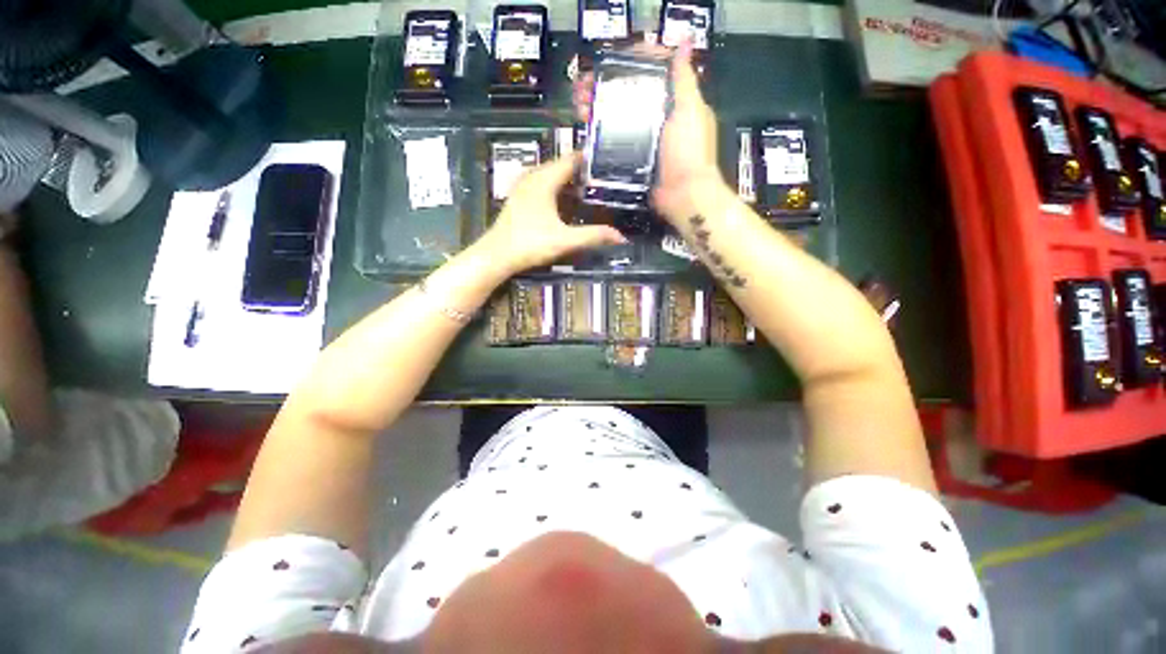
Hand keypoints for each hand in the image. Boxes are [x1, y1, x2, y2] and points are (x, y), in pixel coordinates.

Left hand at [478, 156, 625, 274]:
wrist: (497, 256)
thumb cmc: (530, 244)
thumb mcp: (565, 240)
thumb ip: (593, 236)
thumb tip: (620, 237)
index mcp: (544, 180)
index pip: (571, 159)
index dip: (590, 160)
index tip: (609, 165)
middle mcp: (533, 177)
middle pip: (561, 166)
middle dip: (582, 172)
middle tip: (604, 181)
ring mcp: (523, 187)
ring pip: (550, 176)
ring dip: (568, 181)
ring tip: (589, 190)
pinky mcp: (519, 198)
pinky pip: (542, 185)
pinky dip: (556, 189)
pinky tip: (565, 203)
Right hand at [572, 42, 722, 224]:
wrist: (681, 195)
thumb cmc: (689, 152)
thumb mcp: (690, 111)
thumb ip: (684, 80)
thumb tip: (684, 43)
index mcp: (673, 103)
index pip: (650, 75)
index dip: (630, 64)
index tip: (610, 62)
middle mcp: (657, 119)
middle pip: (629, 95)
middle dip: (606, 87)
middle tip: (584, 85)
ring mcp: (644, 141)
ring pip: (618, 117)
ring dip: (598, 108)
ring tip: (579, 104)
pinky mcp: (633, 160)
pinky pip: (614, 142)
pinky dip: (600, 134)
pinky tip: (586, 127)